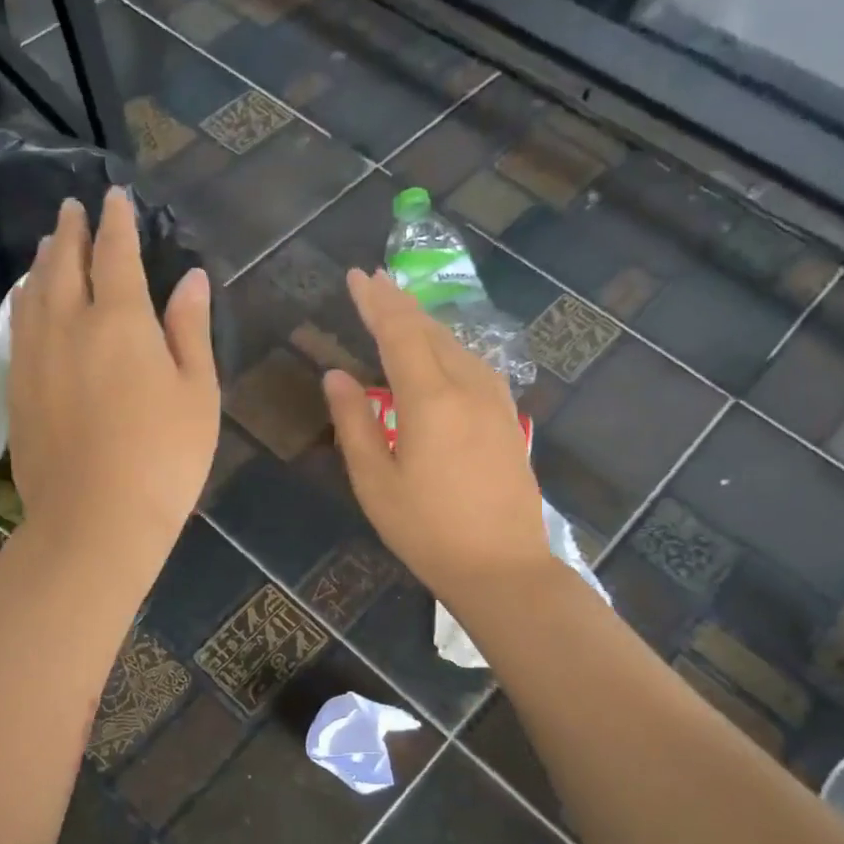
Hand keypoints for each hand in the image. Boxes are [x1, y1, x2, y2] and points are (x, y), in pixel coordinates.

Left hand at [7, 189, 218, 562]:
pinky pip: (17, 327)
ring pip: (32, 292)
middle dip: (69, 231)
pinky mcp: (16, 390)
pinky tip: (27, 303)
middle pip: (62, 264)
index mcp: (120, 321)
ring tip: (46, 245)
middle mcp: (68, 325)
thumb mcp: (197, 394)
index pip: (115, 254)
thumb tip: (191, 278)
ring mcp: (33, 358)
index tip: (115, 197)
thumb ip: (190, 330)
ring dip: (41, 262)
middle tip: (71, 208)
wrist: (95, 521)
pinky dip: (24, 301)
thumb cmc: (163, 459)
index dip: (117, 221)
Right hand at [324, 269, 549, 602]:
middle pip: (431, 331)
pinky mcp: (508, 419)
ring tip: (401, 309)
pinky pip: (475, 364)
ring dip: (426, 323)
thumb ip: (354, 423)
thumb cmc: (427, 531)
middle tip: (374, 282)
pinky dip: (449, 347)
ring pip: (457, 345)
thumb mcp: (376, 482)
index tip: (357, 276)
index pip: (400, 333)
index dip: (376, 303)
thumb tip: (335, 376)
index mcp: (430, 399)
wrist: (503, 567)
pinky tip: (442, 352)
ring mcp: (495, 401)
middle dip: (400, 304)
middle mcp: (468, 387)